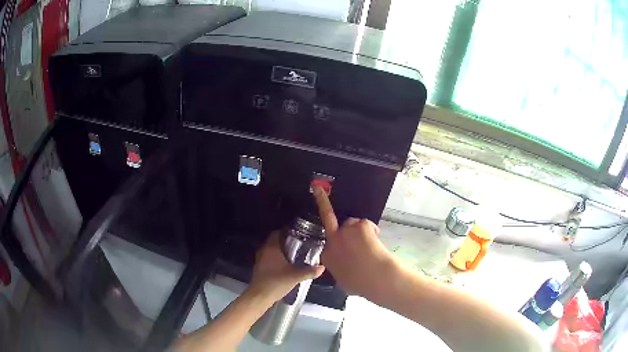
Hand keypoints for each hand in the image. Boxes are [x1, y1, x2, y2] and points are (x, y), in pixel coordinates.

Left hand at [248, 231, 324, 302]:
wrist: (260, 295)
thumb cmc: (277, 282)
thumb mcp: (295, 276)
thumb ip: (309, 271)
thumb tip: (322, 267)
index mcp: (271, 248)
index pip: (277, 232)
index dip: (286, 231)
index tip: (297, 233)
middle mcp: (264, 250)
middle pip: (274, 240)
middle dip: (285, 241)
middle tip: (298, 244)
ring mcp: (260, 259)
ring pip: (271, 249)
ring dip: (280, 250)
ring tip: (294, 254)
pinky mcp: (259, 267)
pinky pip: (268, 257)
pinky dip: (275, 258)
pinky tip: (285, 264)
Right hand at [313, 187, 395, 297]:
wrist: (377, 278)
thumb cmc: (361, 284)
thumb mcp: (342, 281)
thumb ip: (340, 270)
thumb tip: (346, 269)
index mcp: (327, 256)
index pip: (323, 243)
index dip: (332, 240)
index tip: (332, 238)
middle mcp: (333, 241)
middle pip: (328, 217)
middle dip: (321, 200)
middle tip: (317, 188)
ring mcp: (345, 231)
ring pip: (352, 223)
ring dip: (359, 231)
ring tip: (370, 244)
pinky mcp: (359, 226)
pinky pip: (365, 224)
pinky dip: (371, 230)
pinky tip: (376, 240)